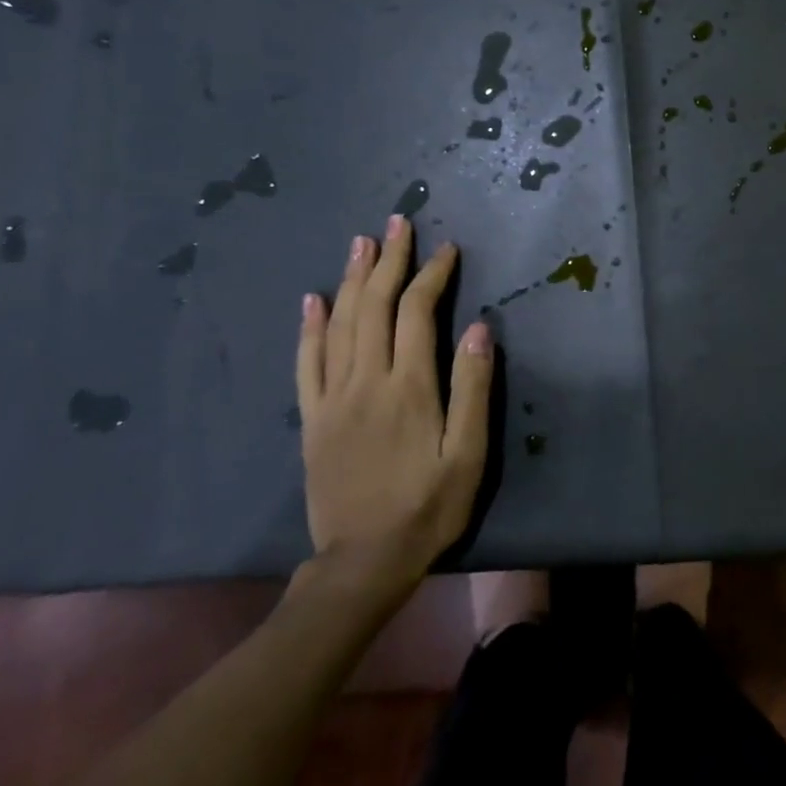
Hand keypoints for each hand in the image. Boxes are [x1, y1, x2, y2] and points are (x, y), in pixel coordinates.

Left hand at [295, 215, 492, 591]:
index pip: (417, 312)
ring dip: (350, 279)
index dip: (431, 275)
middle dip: (387, 261)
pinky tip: (312, 299)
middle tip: (397, 224)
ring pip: (338, 324)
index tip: (446, 250)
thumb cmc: (428, 507)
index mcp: (408, 387)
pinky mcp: (312, 419)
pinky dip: (309, 326)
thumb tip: (479, 328)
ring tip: (361, 243)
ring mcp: (332, 398)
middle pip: (373, 306)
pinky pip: (306, 362)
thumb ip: (473, 388)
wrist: (362, 562)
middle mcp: (365, 381)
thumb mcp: (468, 454)